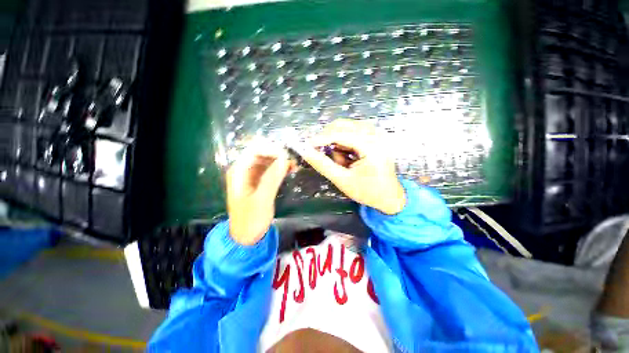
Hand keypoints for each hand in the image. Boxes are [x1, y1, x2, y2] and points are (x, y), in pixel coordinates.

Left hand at [226, 142, 290, 244]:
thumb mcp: (262, 200)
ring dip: (281, 160)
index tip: (286, 156)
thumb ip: (272, 178)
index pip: (254, 150)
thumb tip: (284, 159)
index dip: (271, 149)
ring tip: (294, 166)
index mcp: (239, 172)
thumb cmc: (251, 220)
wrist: (247, 236)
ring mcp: (252, 175)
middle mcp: (245, 170)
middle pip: (262, 153)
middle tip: (292, 161)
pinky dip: (281, 167)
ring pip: (268, 160)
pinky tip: (291, 170)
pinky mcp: (260, 181)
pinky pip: (271, 169)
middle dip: (277, 154)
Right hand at [295, 119, 405, 214]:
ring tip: (343, 162)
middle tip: (323, 155)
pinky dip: (345, 143)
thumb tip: (306, 152)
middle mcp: (376, 134)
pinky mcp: (374, 136)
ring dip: (337, 143)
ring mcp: (376, 133)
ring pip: (346, 128)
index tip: (307, 146)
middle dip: (329, 140)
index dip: (321, 138)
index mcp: (371, 146)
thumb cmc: (368, 191)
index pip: (340, 134)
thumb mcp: (343, 180)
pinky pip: (352, 131)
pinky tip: (349, 157)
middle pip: (343, 125)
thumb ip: (323, 165)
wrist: (389, 197)